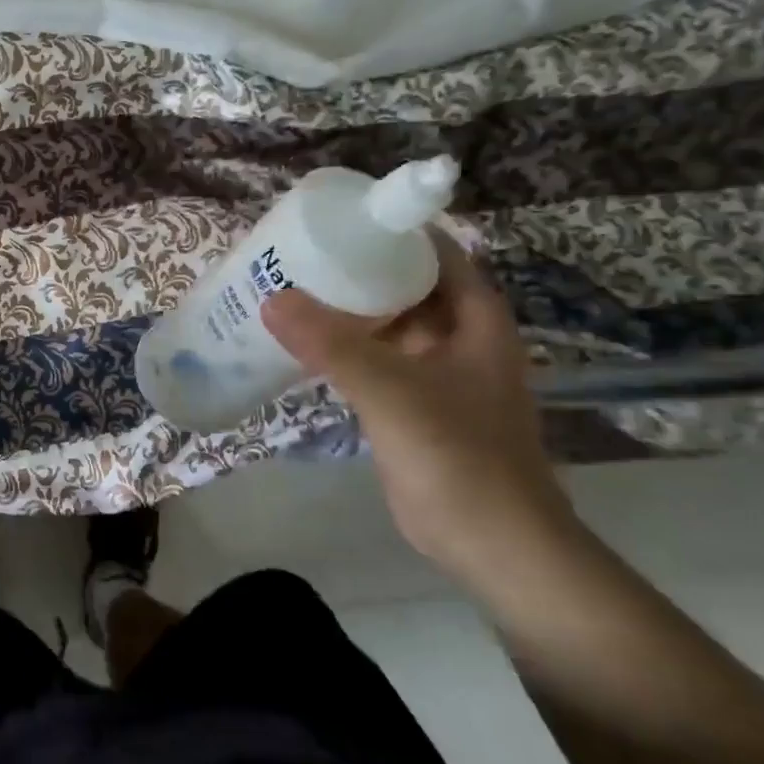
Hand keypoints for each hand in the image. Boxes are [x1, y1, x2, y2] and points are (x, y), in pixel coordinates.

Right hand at [260, 233, 574, 580]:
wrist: (492, 545)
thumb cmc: (459, 457)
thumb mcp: (393, 393)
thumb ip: (332, 345)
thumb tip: (271, 298)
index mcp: (473, 319)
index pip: (434, 252)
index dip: (390, 230)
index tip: (336, 218)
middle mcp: (456, 337)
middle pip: (404, 285)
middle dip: (355, 268)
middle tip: (296, 254)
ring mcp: (434, 372)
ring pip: (385, 324)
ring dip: (344, 309)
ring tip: (289, 289)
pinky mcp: (411, 404)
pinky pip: (372, 359)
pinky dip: (341, 347)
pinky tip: (301, 343)